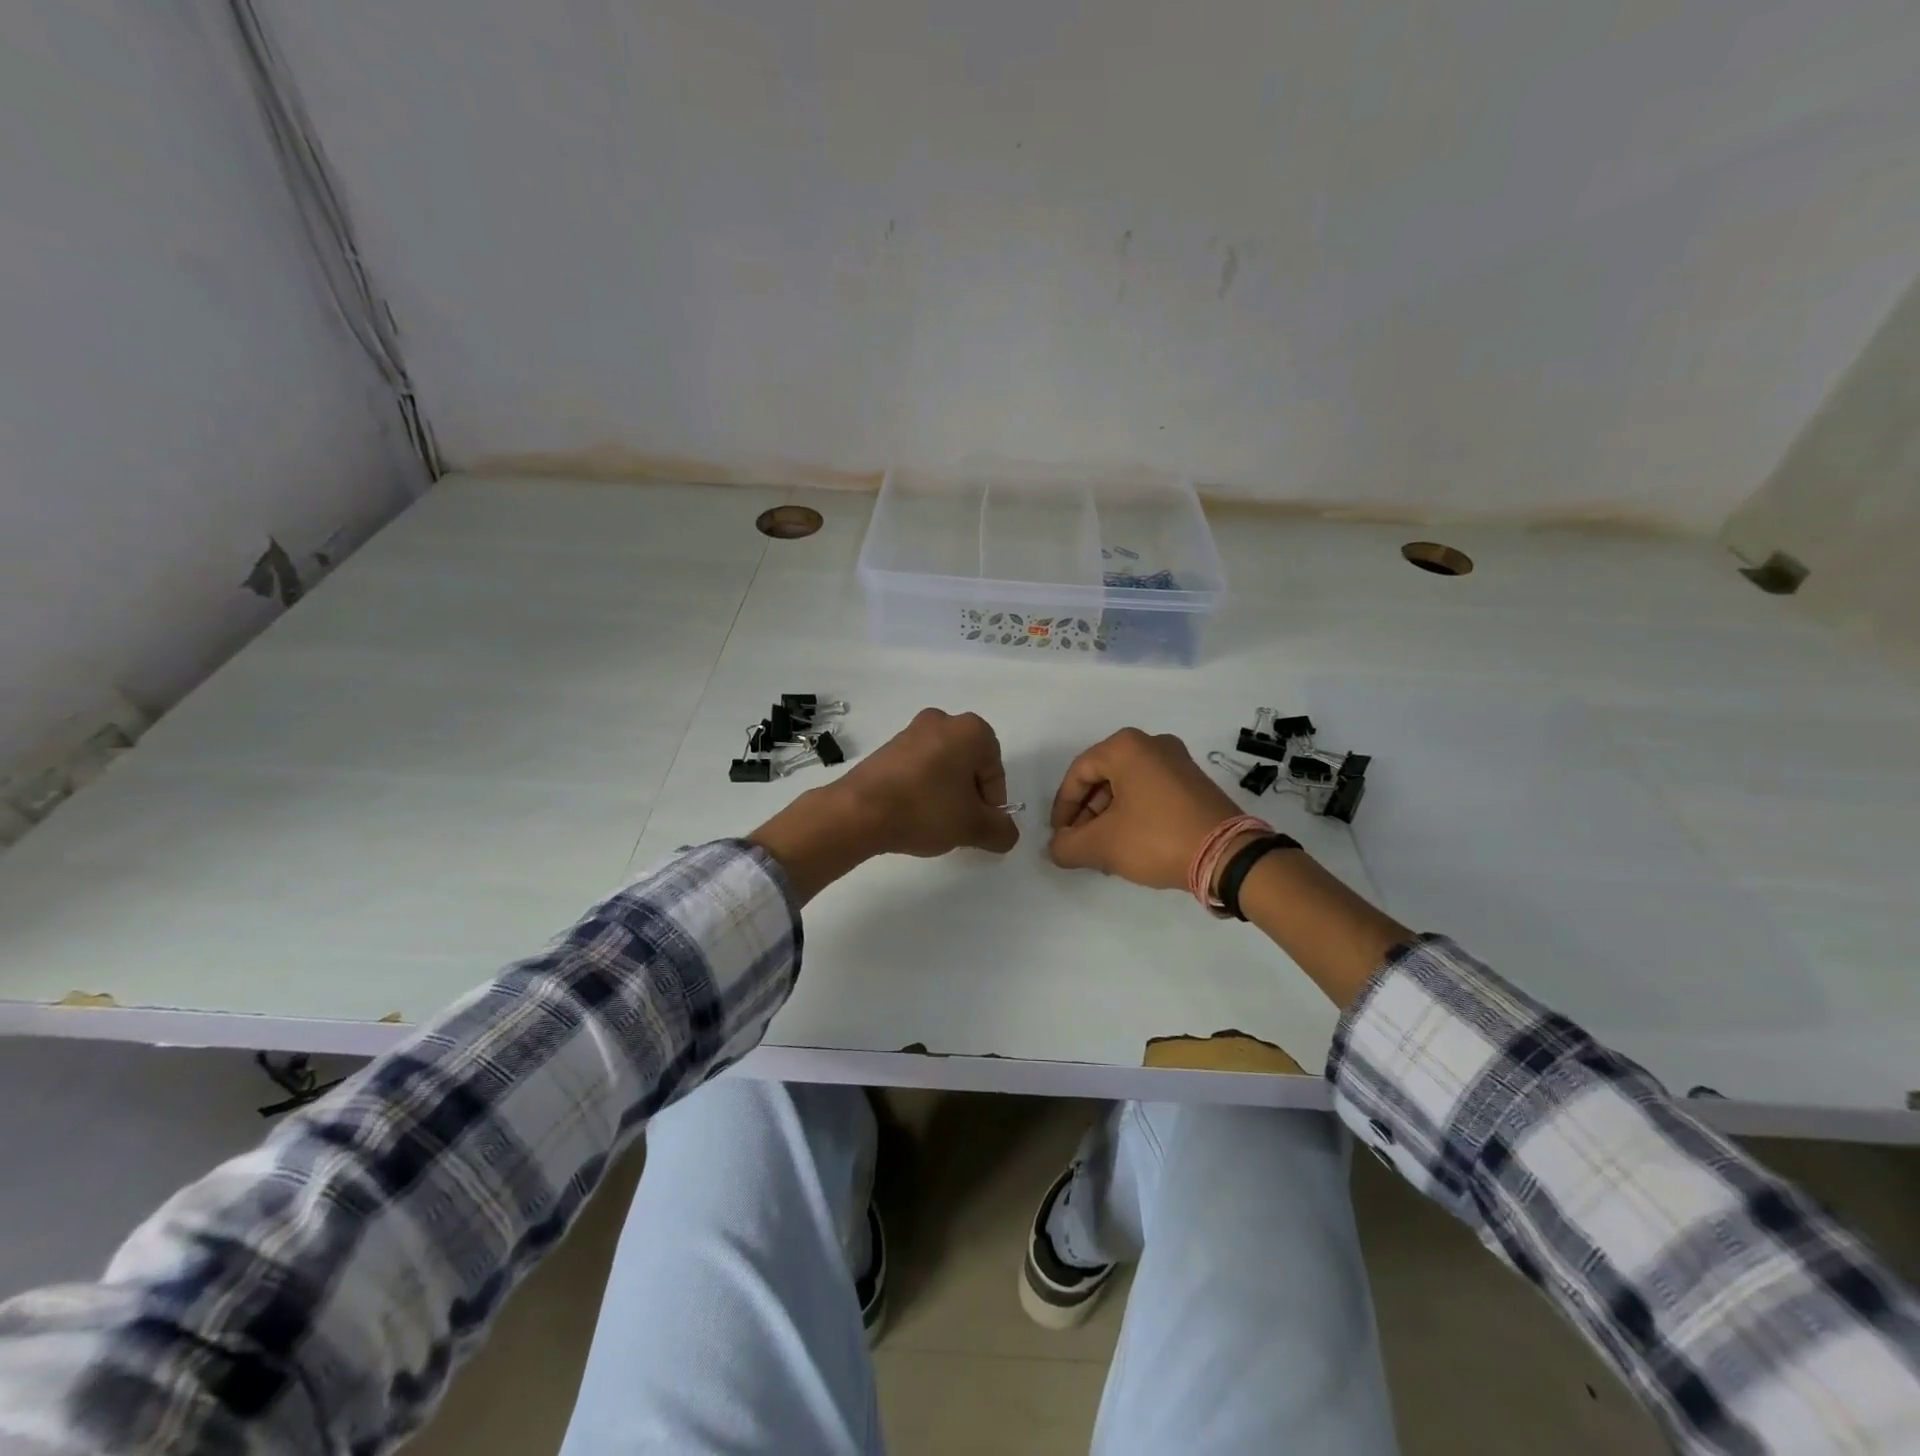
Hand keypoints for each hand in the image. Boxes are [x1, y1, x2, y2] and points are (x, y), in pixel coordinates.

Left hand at [832, 707, 1020, 858]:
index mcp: (971, 730)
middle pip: (969, 767)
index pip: (995, 772)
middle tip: (957, 825)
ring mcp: (911, 731)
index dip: (991, 804)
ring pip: (944, 767)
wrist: (858, 811)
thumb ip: (1002, 831)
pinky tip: (912, 813)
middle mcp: (943, 720)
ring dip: (945, 794)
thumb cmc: (925, 810)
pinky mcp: (888, 747)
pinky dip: (922, 789)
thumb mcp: (973, 827)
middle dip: (968, 797)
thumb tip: (1006, 833)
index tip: (976, 826)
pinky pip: (918, 768)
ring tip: (932, 823)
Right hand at [1048, 728, 1240, 890]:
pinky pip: (1150, 791)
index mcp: (1126, 747)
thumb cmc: (1156, 838)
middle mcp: (1152, 744)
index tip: (1060, 836)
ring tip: (1105, 850)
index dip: (1063, 807)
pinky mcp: (1194, 782)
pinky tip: (1131, 843)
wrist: (1228, 855)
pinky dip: (1134, 813)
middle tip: (1081, 843)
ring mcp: (1178, 761)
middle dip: (1087, 813)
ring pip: (1127, 786)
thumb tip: (1056, 847)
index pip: (1078, 773)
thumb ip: (1067, 845)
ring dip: (1109, 816)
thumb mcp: (1102, 845)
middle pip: (1103, 778)